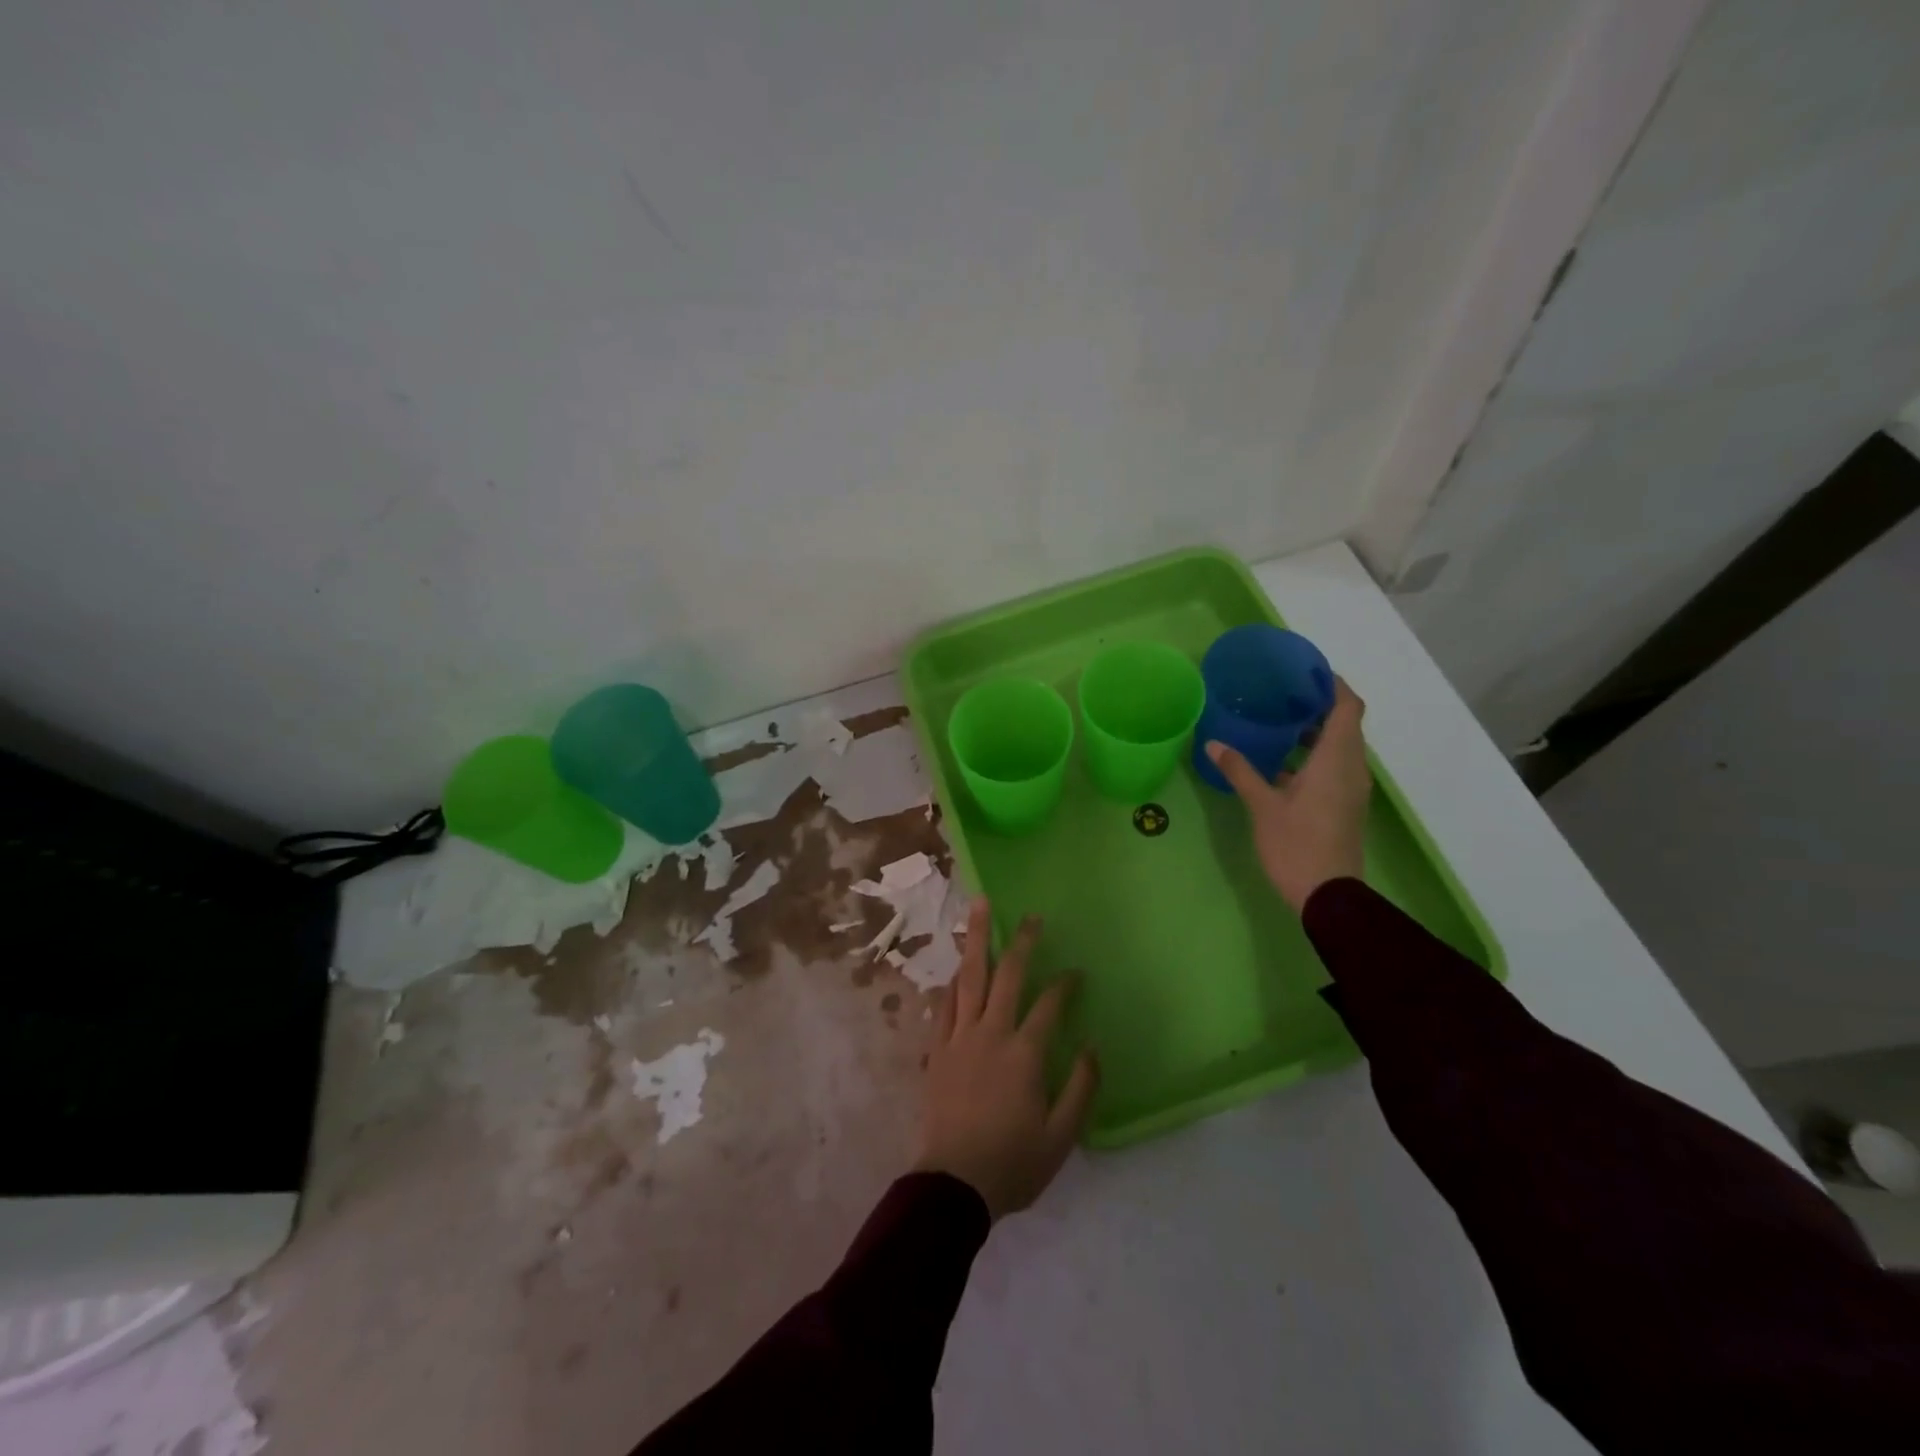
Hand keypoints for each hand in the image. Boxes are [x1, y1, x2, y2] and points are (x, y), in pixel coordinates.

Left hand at [916, 900, 1098, 1219]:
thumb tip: (1093, 1048)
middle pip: (1006, 975)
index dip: (1065, 984)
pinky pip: (944, 1004)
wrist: (953, 1185)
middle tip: (1031, 916)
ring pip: (969, 978)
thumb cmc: (1012, 1163)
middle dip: (1021, 942)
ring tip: (980, 908)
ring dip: (976, 941)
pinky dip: (952, 982)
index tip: (1076, 972)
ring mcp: (959, 1037)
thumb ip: (1081, 1089)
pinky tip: (957, 969)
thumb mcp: (1061, 1137)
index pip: (1049, 1004)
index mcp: (1023, 1053)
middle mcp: (990, 1033)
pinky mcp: (937, 1049)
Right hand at [1205, 678, 1370, 911]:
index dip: (1333, 684)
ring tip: (1278, 723)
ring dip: (1315, 732)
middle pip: (1345, 724)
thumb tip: (1213, 743)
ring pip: (1339, 747)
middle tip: (1283, 693)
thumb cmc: (1297, 845)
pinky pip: (1334, 767)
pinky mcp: (1345, 805)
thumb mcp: (1263, 806)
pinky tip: (1281, 763)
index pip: (1348, 707)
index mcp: (1336, 760)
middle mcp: (1351, 768)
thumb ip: (1241, 771)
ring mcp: (1351, 789)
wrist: (1328, 896)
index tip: (1307, 671)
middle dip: (1319, 705)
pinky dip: (1314, 756)